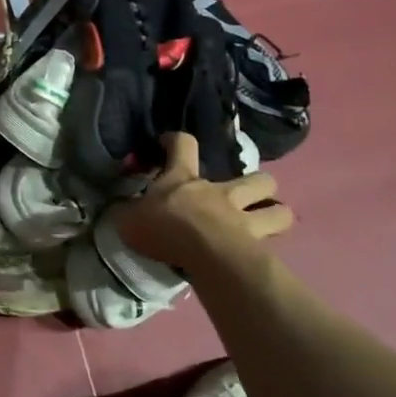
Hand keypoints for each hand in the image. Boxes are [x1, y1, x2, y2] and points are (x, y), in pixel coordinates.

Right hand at [114, 133, 292, 276]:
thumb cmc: (165, 229)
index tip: (167, 143)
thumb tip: (118, 207)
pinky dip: (272, 248)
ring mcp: (244, 218)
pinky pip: (275, 244)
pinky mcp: (259, 246)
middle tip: (244, 195)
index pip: (183, 144)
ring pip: (277, 209)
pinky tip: (263, 256)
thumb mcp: (128, 219)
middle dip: (256, 183)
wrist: (206, 256)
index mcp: (183, 179)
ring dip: (274, 212)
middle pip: (254, 178)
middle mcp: (219, 192)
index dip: (175, 140)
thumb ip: (125, 211)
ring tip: (266, 222)